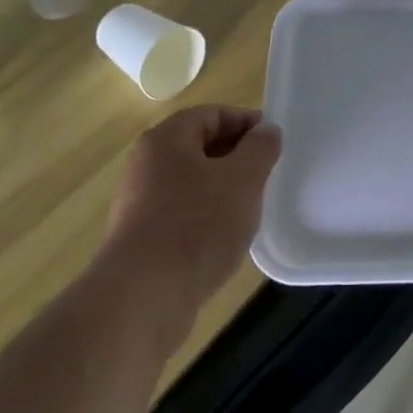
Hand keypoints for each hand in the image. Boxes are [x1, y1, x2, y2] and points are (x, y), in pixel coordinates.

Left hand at [105, 106, 281, 310]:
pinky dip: (206, 217)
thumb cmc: (198, 225)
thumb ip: (260, 148)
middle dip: (236, 156)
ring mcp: (139, 204)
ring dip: (222, 189)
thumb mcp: (244, 178)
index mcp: (166, 140)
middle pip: (199, 147)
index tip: (273, 141)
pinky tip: (225, 238)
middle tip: (266, 173)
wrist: (143, 298)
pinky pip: (181, 214)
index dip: (245, 122)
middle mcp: (146, 165)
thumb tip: (265, 131)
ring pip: (191, 183)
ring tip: (251, 207)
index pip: (211, 114)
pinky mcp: (141, 240)